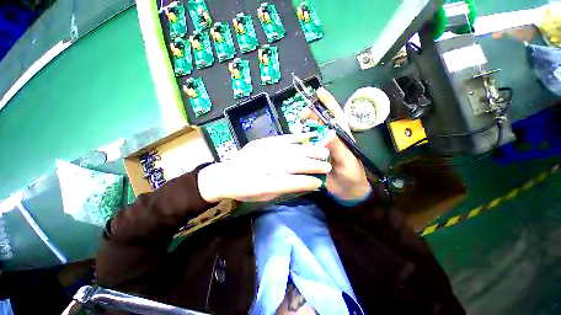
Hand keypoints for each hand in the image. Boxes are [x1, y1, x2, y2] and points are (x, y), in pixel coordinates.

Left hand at [198, 133, 331, 202]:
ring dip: (310, 151)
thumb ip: (285, 188)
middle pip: (296, 164)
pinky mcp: (263, 142)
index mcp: (268, 184)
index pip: (294, 183)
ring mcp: (266, 151)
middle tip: (328, 165)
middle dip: (314, 165)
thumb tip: (303, 183)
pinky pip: (283, 138)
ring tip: (324, 151)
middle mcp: (269, 166)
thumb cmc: (246, 190)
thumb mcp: (265, 196)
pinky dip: (297, 137)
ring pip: (293, 150)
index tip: (320, 182)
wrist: (226, 175)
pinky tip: (308, 136)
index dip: (309, 182)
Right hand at [301, 88, 370, 201]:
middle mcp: (331, 139)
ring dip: (305, 128)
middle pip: (321, 122)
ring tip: (298, 126)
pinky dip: (302, 142)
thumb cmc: (352, 175)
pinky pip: (307, 146)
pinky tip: (297, 141)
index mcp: (342, 136)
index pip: (335, 116)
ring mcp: (322, 147)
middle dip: (312, 115)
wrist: (347, 192)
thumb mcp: (348, 160)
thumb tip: (326, 132)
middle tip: (302, 116)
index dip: (328, 103)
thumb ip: (338, 146)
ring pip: (312, 133)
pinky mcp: (315, 156)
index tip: (318, 92)